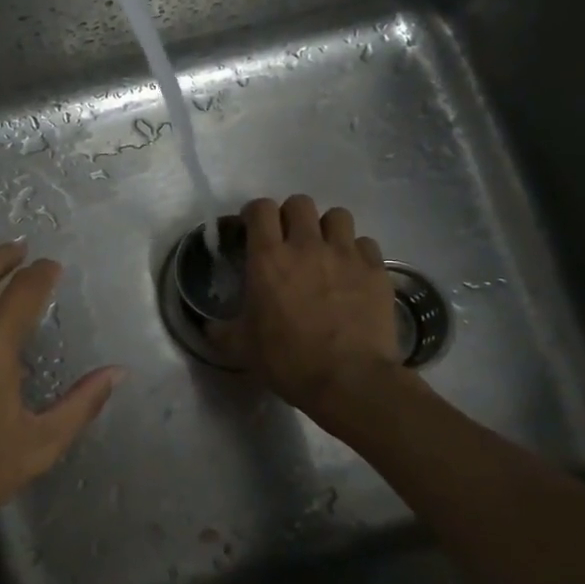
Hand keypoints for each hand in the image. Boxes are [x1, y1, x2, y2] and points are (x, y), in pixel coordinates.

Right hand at [211, 195, 414, 423]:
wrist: (349, 380)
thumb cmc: (287, 360)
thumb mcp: (241, 348)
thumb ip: (221, 330)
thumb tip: (208, 326)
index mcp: (268, 258)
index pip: (261, 209)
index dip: (255, 214)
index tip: (253, 229)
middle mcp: (306, 245)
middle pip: (300, 203)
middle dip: (291, 216)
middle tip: (288, 241)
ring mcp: (345, 254)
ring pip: (337, 216)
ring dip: (327, 228)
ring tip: (324, 251)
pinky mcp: (376, 269)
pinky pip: (365, 244)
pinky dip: (356, 253)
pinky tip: (352, 273)